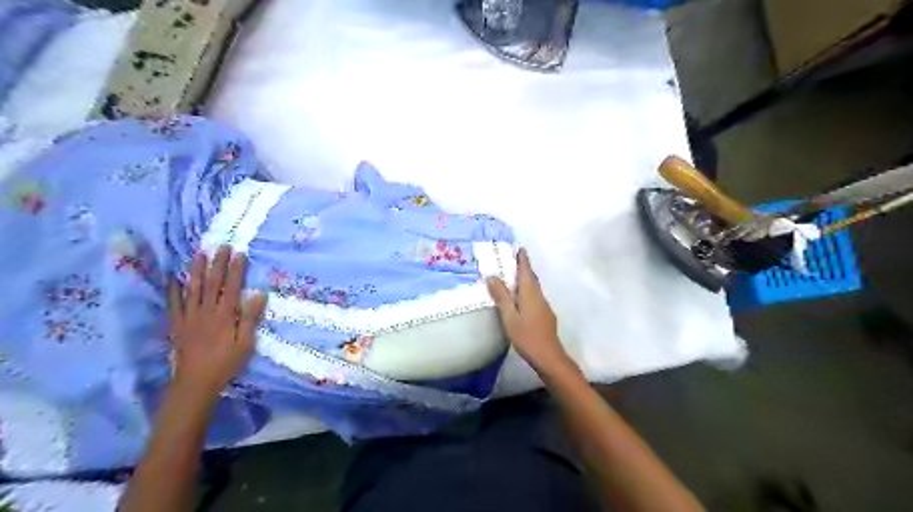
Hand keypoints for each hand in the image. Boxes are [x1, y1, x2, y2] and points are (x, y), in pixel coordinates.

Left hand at [168, 247, 265, 400]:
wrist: (195, 382)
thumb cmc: (226, 363)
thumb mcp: (246, 343)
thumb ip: (250, 318)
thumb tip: (259, 294)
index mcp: (225, 315)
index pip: (232, 287)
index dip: (236, 269)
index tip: (240, 253)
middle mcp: (206, 311)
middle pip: (212, 283)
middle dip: (217, 263)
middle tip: (221, 245)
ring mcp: (189, 317)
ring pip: (192, 288)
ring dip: (196, 270)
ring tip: (199, 253)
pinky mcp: (177, 325)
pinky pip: (174, 304)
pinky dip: (173, 290)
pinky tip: (173, 279)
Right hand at [489, 247, 572, 375]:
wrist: (549, 356)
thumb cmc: (527, 336)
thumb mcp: (509, 316)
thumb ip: (502, 296)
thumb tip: (492, 276)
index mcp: (530, 294)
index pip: (526, 271)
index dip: (523, 259)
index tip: (519, 248)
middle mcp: (539, 296)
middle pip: (531, 278)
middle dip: (524, 267)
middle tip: (514, 259)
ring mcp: (544, 307)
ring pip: (534, 288)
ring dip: (526, 280)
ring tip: (514, 277)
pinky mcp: (545, 316)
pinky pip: (535, 297)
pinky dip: (527, 291)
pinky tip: (521, 299)